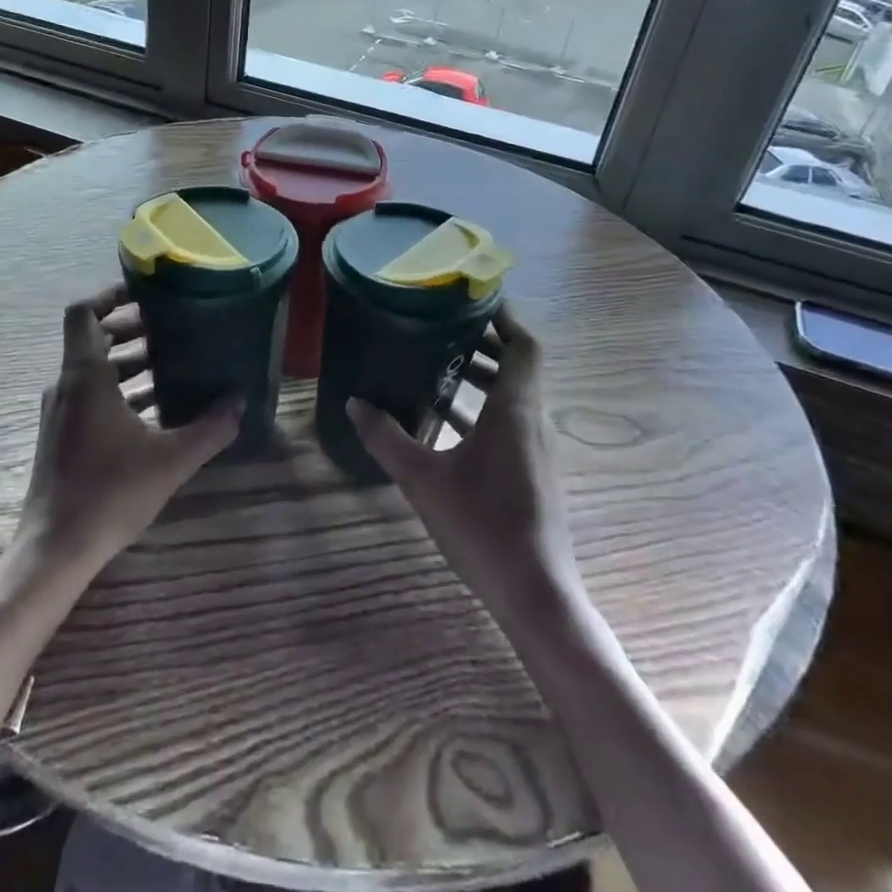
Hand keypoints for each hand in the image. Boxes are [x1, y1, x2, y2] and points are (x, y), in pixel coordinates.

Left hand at [16, 285, 242, 570]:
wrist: (56, 548)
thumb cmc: (110, 493)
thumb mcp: (171, 459)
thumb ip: (210, 428)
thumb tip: (241, 402)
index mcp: (85, 376)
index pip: (82, 312)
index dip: (109, 294)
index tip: (145, 294)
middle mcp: (66, 385)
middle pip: (93, 337)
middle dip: (131, 328)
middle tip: (171, 327)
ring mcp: (61, 411)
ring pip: (93, 369)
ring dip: (128, 361)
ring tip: (171, 364)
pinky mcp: (62, 435)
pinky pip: (90, 394)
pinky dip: (119, 389)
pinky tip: (155, 407)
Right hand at [347, 307, 582, 620]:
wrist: (535, 592)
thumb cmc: (482, 525)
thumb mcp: (423, 479)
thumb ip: (387, 438)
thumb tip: (355, 404)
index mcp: (515, 410)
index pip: (524, 345)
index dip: (505, 317)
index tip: (474, 299)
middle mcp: (533, 421)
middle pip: (519, 367)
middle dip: (486, 344)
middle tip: (443, 329)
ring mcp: (537, 449)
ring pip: (515, 396)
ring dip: (483, 378)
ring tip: (438, 367)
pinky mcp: (534, 472)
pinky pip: (511, 422)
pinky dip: (485, 409)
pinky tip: (447, 422)